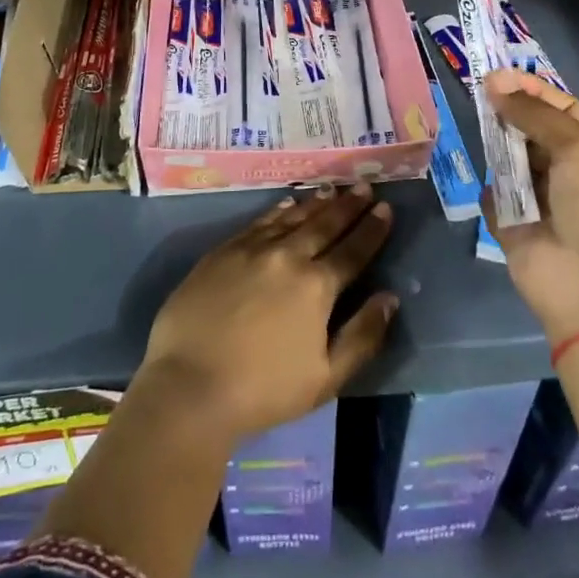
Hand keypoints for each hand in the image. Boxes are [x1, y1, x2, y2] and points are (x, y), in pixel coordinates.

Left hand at [138, 185, 397, 444]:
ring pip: (292, 217)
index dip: (371, 229)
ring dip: (316, 202)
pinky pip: (259, 221)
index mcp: (317, 286)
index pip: (352, 250)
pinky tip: (288, 202)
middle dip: (348, 205)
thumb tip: (389, 298)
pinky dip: (278, 210)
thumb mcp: (326, 378)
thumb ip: (362, 336)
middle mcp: (288, 256)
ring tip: (333, 189)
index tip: (386, 209)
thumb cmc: (263, 390)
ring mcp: (252, 249)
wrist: (189, 385)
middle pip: (324, 224)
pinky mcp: (223, 251)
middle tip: (365, 186)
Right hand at [482, 69, 578, 343]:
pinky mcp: (513, 226)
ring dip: (496, 147)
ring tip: (477, 130)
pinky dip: (490, 191)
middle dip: (508, 114)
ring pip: (508, 161)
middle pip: (530, 131)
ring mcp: (539, 200)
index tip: (496, 76)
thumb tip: (496, 85)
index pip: (560, 107)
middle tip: (477, 96)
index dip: (531, 89)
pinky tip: (490, 184)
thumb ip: (535, 114)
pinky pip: (494, 198)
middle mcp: (567, 171)